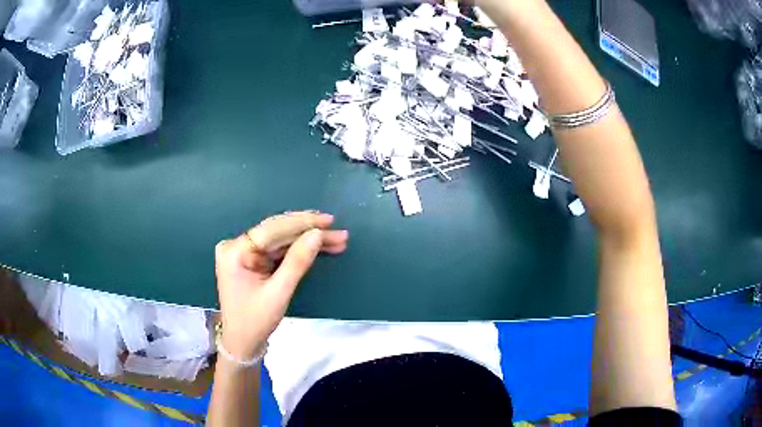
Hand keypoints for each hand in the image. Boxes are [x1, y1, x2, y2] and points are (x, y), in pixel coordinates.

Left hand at [214, 211, 348, 359]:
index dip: (302, 223)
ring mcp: (244, 252)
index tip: (329, 221)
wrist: (242, 342)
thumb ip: (297, 262)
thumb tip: (317, 234)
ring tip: (337, 240)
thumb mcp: (279, 293)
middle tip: (339, 233)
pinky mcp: (252, 260)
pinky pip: (278, 250)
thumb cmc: (255, 321)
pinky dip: (299, 250)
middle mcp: (237, 245)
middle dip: (309, 232)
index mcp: (236, 251)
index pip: (272, 230)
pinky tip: (319, 247)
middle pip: (278, 233)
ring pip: (281, 240)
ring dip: (308, 241)